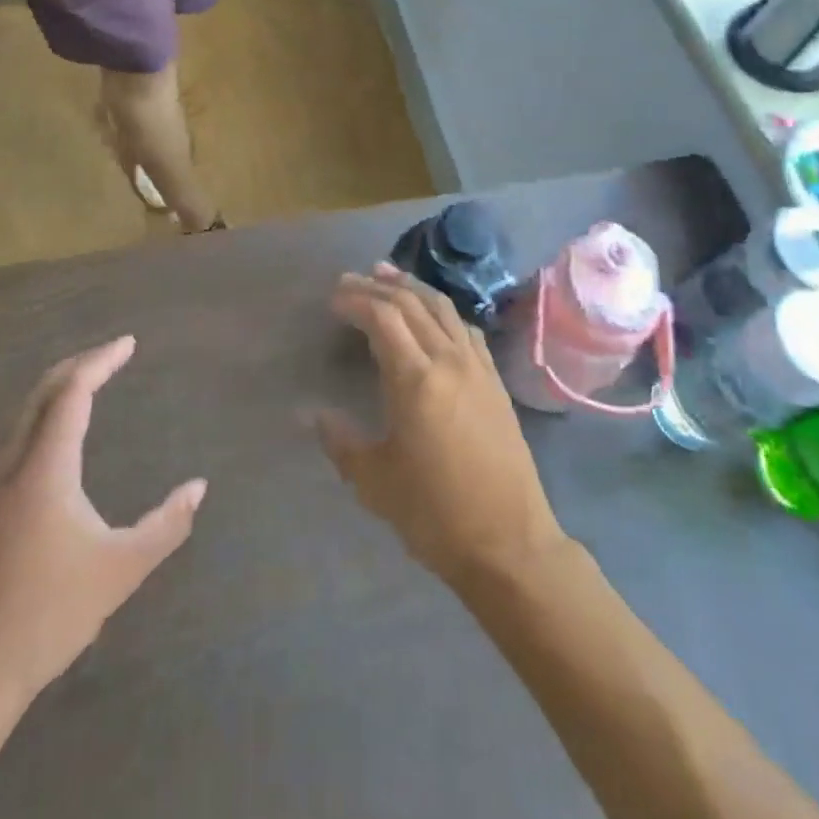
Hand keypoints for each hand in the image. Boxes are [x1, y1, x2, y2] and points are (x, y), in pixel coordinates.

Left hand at [0, 337, 206, 699]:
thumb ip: (166, 525)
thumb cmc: (47, 616)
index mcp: (43, 468)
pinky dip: (38, 416)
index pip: (72, 392)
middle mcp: (6, 462)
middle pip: (42, 391)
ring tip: (87, 386)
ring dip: (56, 390)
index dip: (101, 361)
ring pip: (20, 412)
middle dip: (79, 365)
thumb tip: (199, 487)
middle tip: (112, 355)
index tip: (128, 343)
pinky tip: (51, 436)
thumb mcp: (120, 570)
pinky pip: (8, 436)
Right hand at [318, 265, 565, 588]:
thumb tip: (309, 414)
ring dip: (412, 288)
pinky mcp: (495, 381)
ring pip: (442, 308)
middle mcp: (448, 360)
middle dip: (378, 286)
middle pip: (411, 304)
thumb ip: (340, 440)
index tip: (333, 299)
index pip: (382, 317)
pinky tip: (432, 314)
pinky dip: (442, 310)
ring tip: (388, 275)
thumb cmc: (434, 514)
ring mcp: (477, 367)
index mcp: (416, 379)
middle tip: (351, 280)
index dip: (355, 300)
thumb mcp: (374, 481)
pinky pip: (465, 329)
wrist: (510, 544)